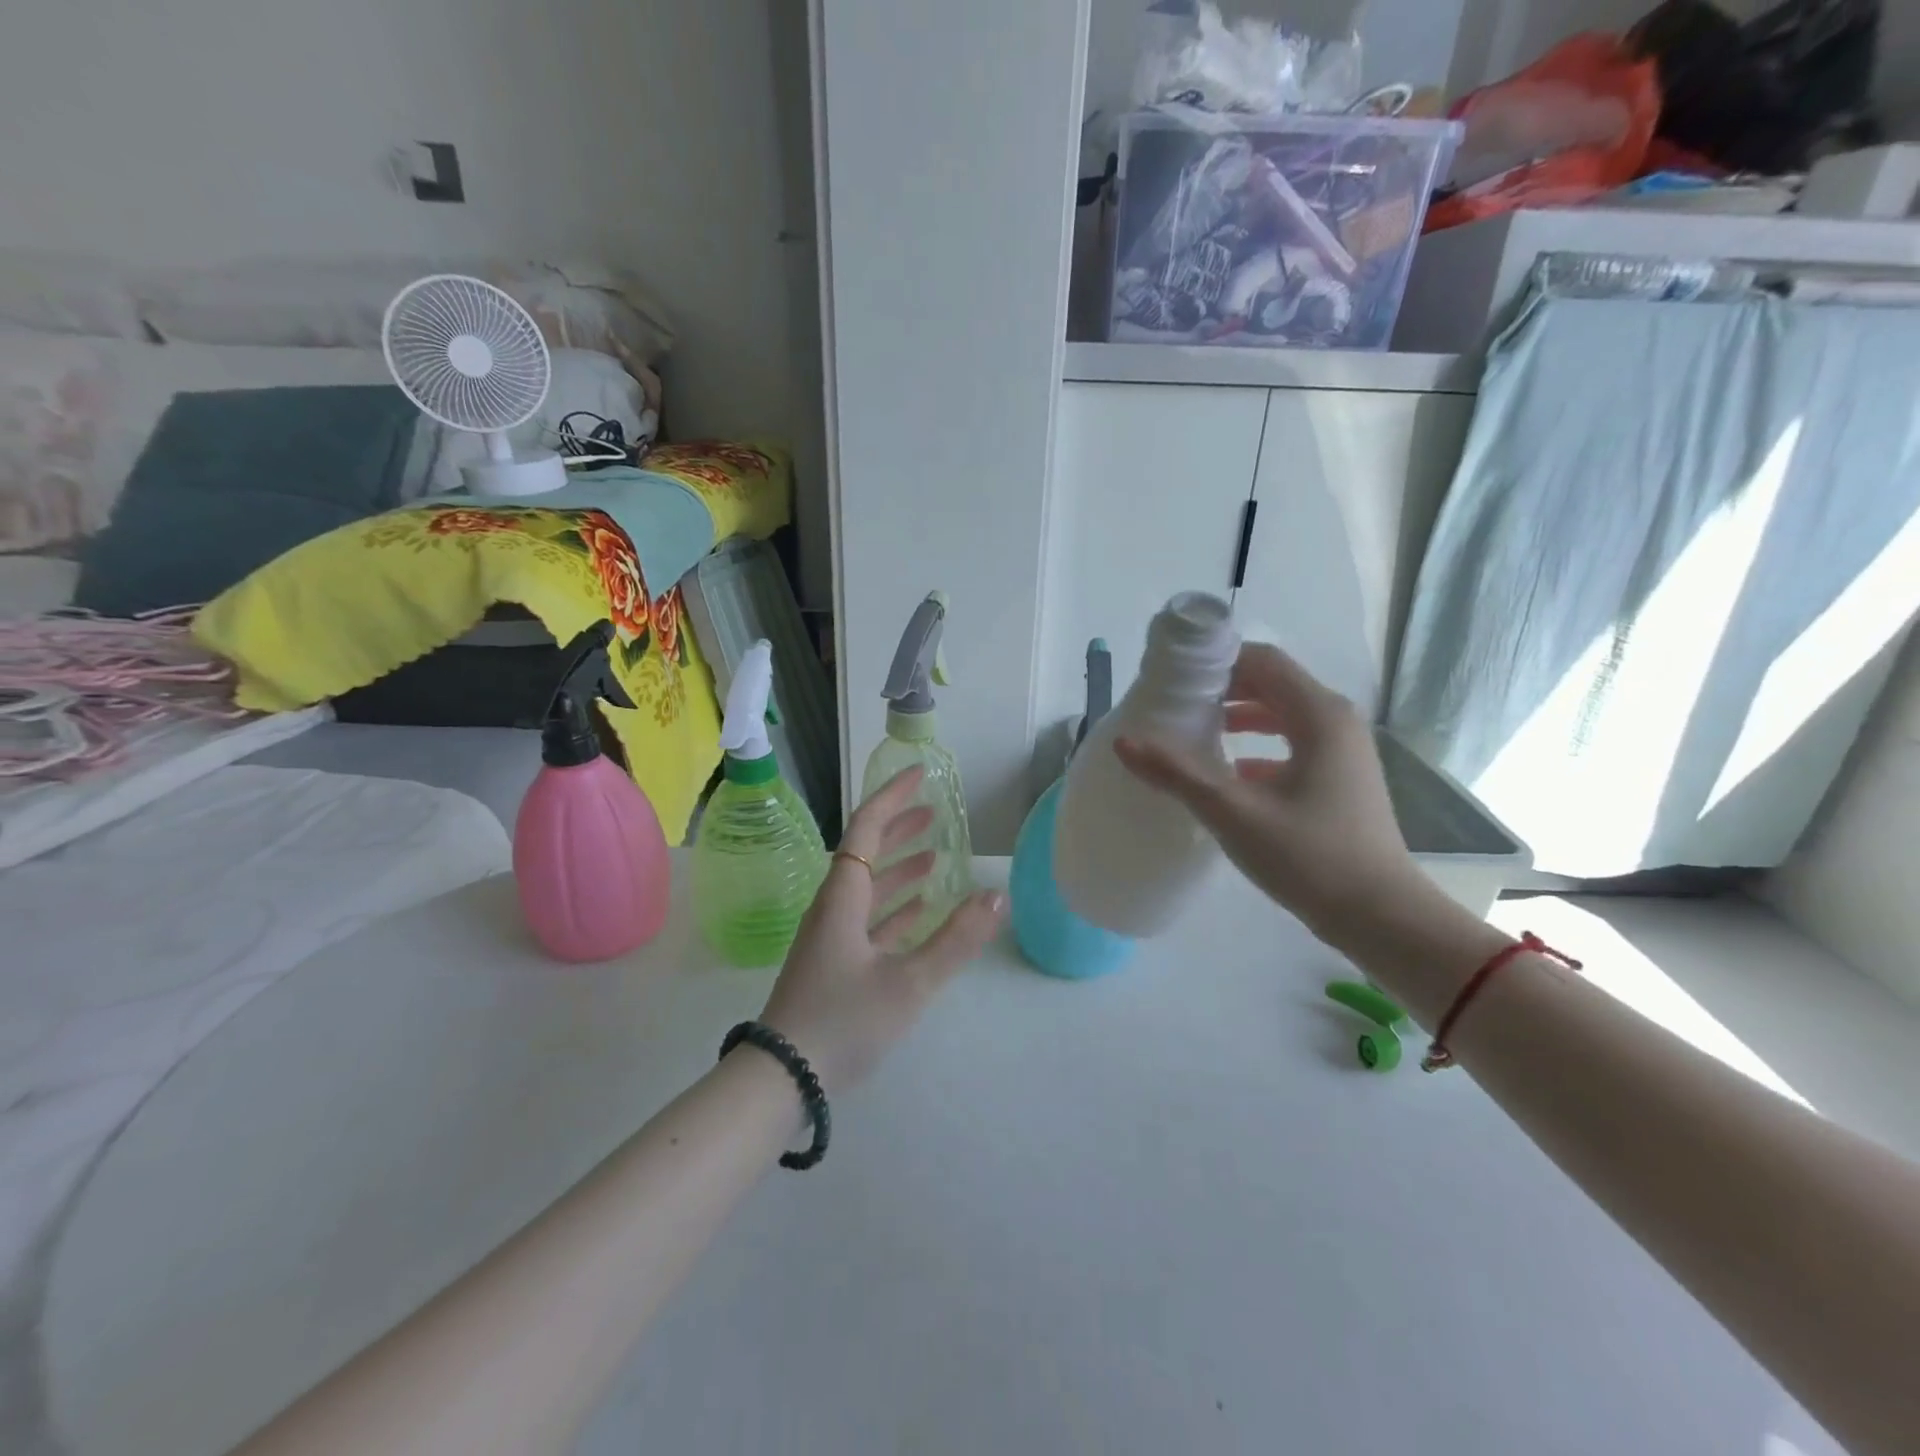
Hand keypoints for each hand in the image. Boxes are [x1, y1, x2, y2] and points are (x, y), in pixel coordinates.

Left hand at [758, 766, 1005, 1092]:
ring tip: (936, 859)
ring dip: (901, 870)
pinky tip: (919, 913)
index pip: (867, 828)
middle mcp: (834, 908)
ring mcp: (832, 938)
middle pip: (867, 853)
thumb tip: (996, 896)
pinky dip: (896, 910)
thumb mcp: (908, 983)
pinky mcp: (835, 965)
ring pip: (870, 889)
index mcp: (843, 897)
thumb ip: (956, 941)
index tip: (920, 775)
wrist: (782, 1078)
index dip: (893, 797)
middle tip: (935, 813)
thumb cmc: (843, 1021)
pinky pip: (869, 921)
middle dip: (900, 829)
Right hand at [1113, 642, 1423, 950]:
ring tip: (1193, 731)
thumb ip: (1177, 773)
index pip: (1262, 660)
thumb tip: (1124, 740)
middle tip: (1173, 702)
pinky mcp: (1339, 780)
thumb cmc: (1309, 857)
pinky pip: (1291, 746)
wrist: (1380, 918)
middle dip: (1222, 687)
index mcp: (1318, 715)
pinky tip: (1228, 773)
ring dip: (1238, 717)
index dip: (1215, 660)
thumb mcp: (1234, 813)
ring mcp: (1341, 753)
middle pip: (1271, 684)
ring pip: (1282, 716)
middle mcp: (1335, 722)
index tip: (1172, 676)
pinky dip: (1257, 748)